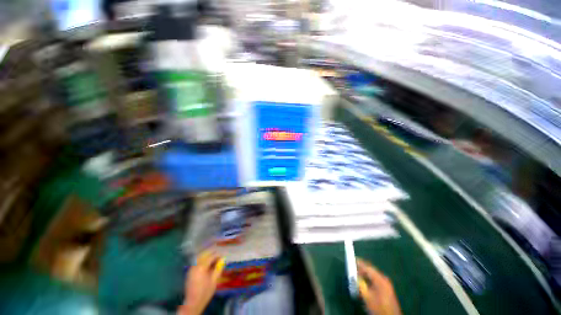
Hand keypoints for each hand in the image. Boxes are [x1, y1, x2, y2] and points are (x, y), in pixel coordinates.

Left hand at [178, 251, 224, 314]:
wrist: (193, 303)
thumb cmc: (205, 292)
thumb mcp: (214, 280)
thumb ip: (218, 268)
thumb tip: (223, 259)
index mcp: (201, 267)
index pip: (211, 257)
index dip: (218, 255)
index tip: (223, 256)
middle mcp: (195, 266)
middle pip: (204, 256)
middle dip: (212, 254)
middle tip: (218, 256)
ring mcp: (191, 269)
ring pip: (199, 258)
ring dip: (207, 257)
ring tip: (213, 260)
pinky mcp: (189, 273)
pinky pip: (196, 263)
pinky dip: (202, 261)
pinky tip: (207, 265)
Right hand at [357, 259, 401, 314]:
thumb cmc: (378, 307)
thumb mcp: (367, 297)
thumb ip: (360, 285)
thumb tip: (353, 276)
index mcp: (380, 279)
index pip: (368, 267)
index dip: (359, 263)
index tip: (352, 260)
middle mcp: (384, 279)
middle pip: (371, 270)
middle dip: (361, 269)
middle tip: (352, 268)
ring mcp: (386, 284)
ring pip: (373, 275)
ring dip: (365, 274)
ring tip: (356, 275)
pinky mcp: (386, 288)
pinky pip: (375, 279)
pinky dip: (369, 279)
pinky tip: (364, 282)